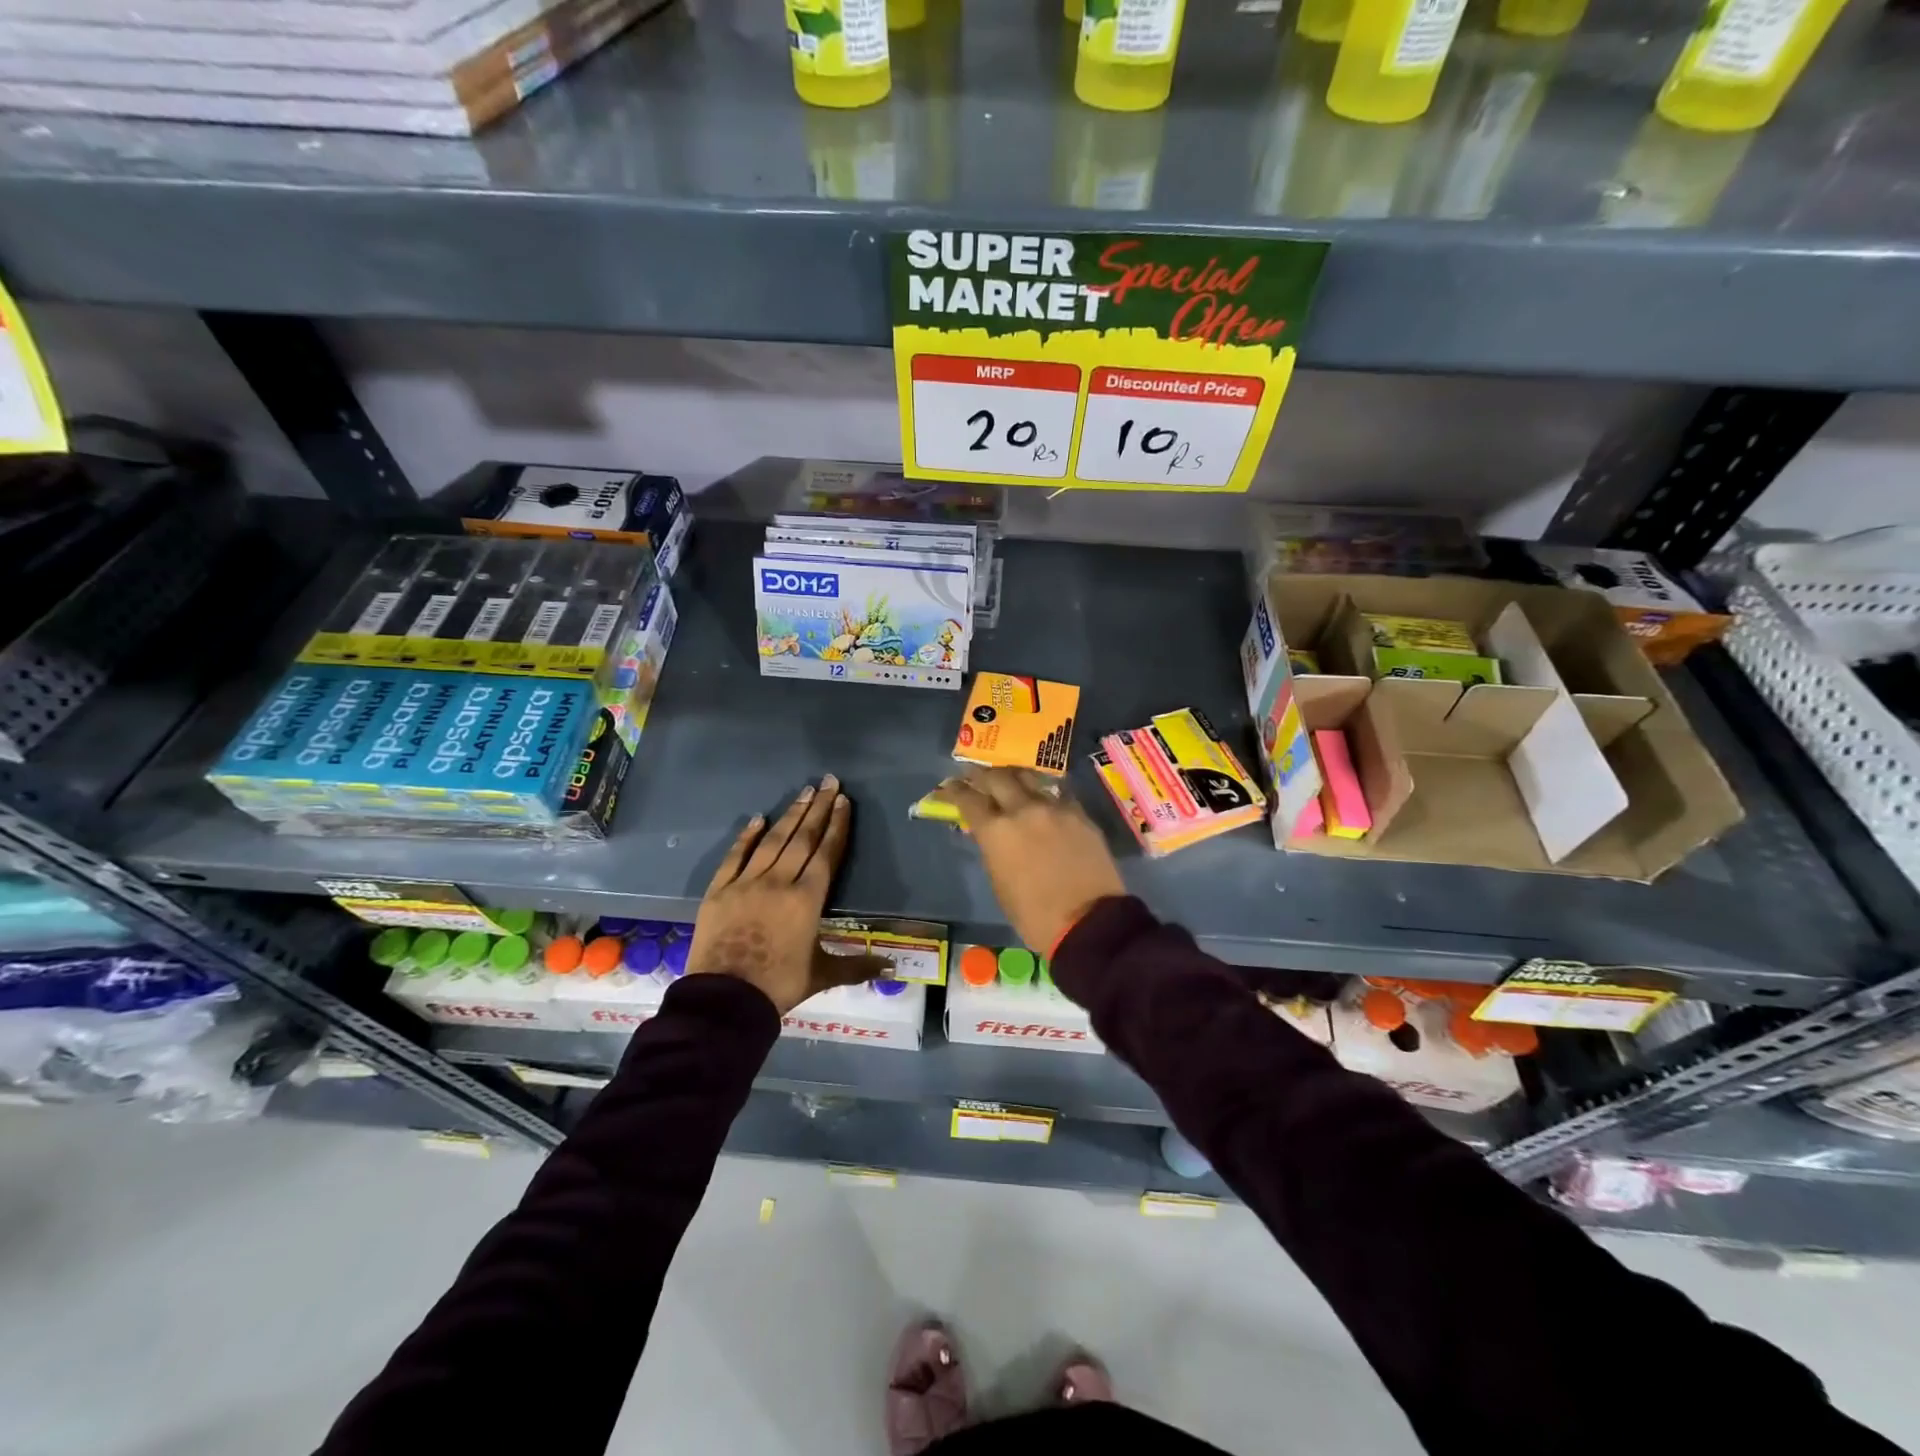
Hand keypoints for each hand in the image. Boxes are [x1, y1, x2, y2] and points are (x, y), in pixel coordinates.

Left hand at [685, 775, 892, 1014]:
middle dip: (818, 809)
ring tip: (804, 792)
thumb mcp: (822, 975)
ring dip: (791, 815)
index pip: (827, 853)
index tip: (844, 801)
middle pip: (803, 838)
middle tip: (828, 782)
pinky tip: (758, 818)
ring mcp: (747, 882)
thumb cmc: (779, 985)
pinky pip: (735, 856)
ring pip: (773, 840)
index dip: (837, 826)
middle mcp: (780, 882)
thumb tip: (893, 969)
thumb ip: (857, 966)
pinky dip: (747, 836)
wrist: (725, 999)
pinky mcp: (720, 890)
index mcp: (808, 899)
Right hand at [928, 768, 1125, 952]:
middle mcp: (1023, 810)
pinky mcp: (1080, 814)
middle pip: (997, 777)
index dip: (954, 790)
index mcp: (996, 831)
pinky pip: (1057, 792)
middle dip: (981, 774)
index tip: (948, 786)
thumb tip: (991, 835)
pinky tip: (1042, 798)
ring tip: (1008, 778)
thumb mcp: (1000, 884)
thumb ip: (992, 850)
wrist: (1088, 922)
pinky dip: (1043, 792)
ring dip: (1013, 775)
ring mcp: (1055, 808)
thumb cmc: (1034, 916)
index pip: (967, 799)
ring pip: (1029, 777)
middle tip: (974, 775)